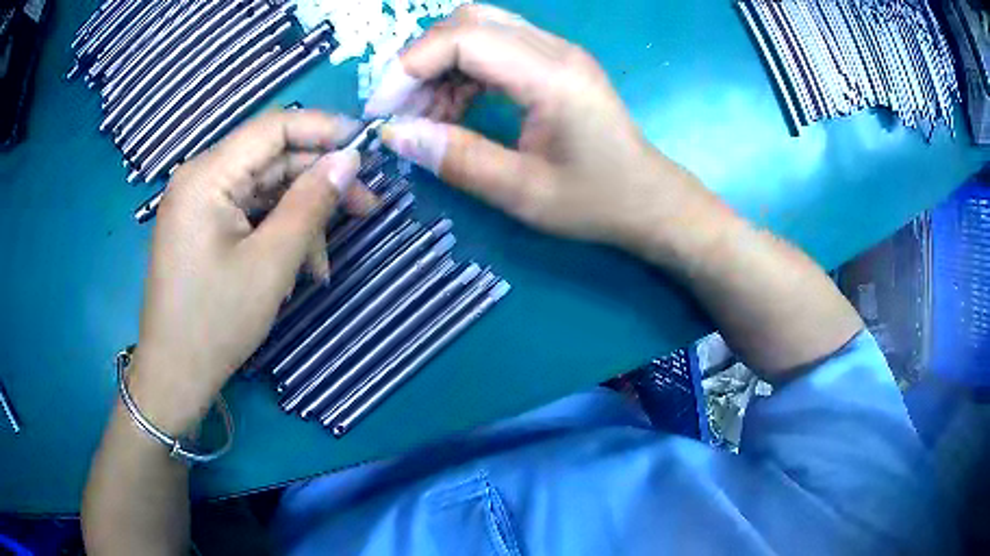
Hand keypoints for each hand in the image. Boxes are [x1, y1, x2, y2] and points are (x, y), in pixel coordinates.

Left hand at [129, 109, 375, 434]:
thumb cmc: (216, 322)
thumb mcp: (271, 263)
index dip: (324, 129)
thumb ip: (311, 203)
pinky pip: (250, 213)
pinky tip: (298, 266)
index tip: (367, 148)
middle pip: (271, 158)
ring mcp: (200, 203)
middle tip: (365, 207)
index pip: (274, 127)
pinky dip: (278, 232)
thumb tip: (350, 159)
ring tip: (323, 263)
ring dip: (300, 216)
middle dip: (318, 180)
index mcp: (207, 175)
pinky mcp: (204, 226)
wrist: (175, 374)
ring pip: (265, 189)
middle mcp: (200, 178)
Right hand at [365, 4, 713, 255]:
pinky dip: (461, 71)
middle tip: (401, 109)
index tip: (384, 110)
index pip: (464, 38)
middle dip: (421, 59)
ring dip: (439, 65)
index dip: (411, 66)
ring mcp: (556, 51)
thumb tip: (395, 135)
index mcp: (551, 76)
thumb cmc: (597, 201)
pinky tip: (454, 108)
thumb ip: (456, 158)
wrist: (648, 198)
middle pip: (468, 20)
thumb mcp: (522, 193)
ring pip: (478, 28)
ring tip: (426, 116)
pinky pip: (493, 46)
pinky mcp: (553, 61)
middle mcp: (554, 49)